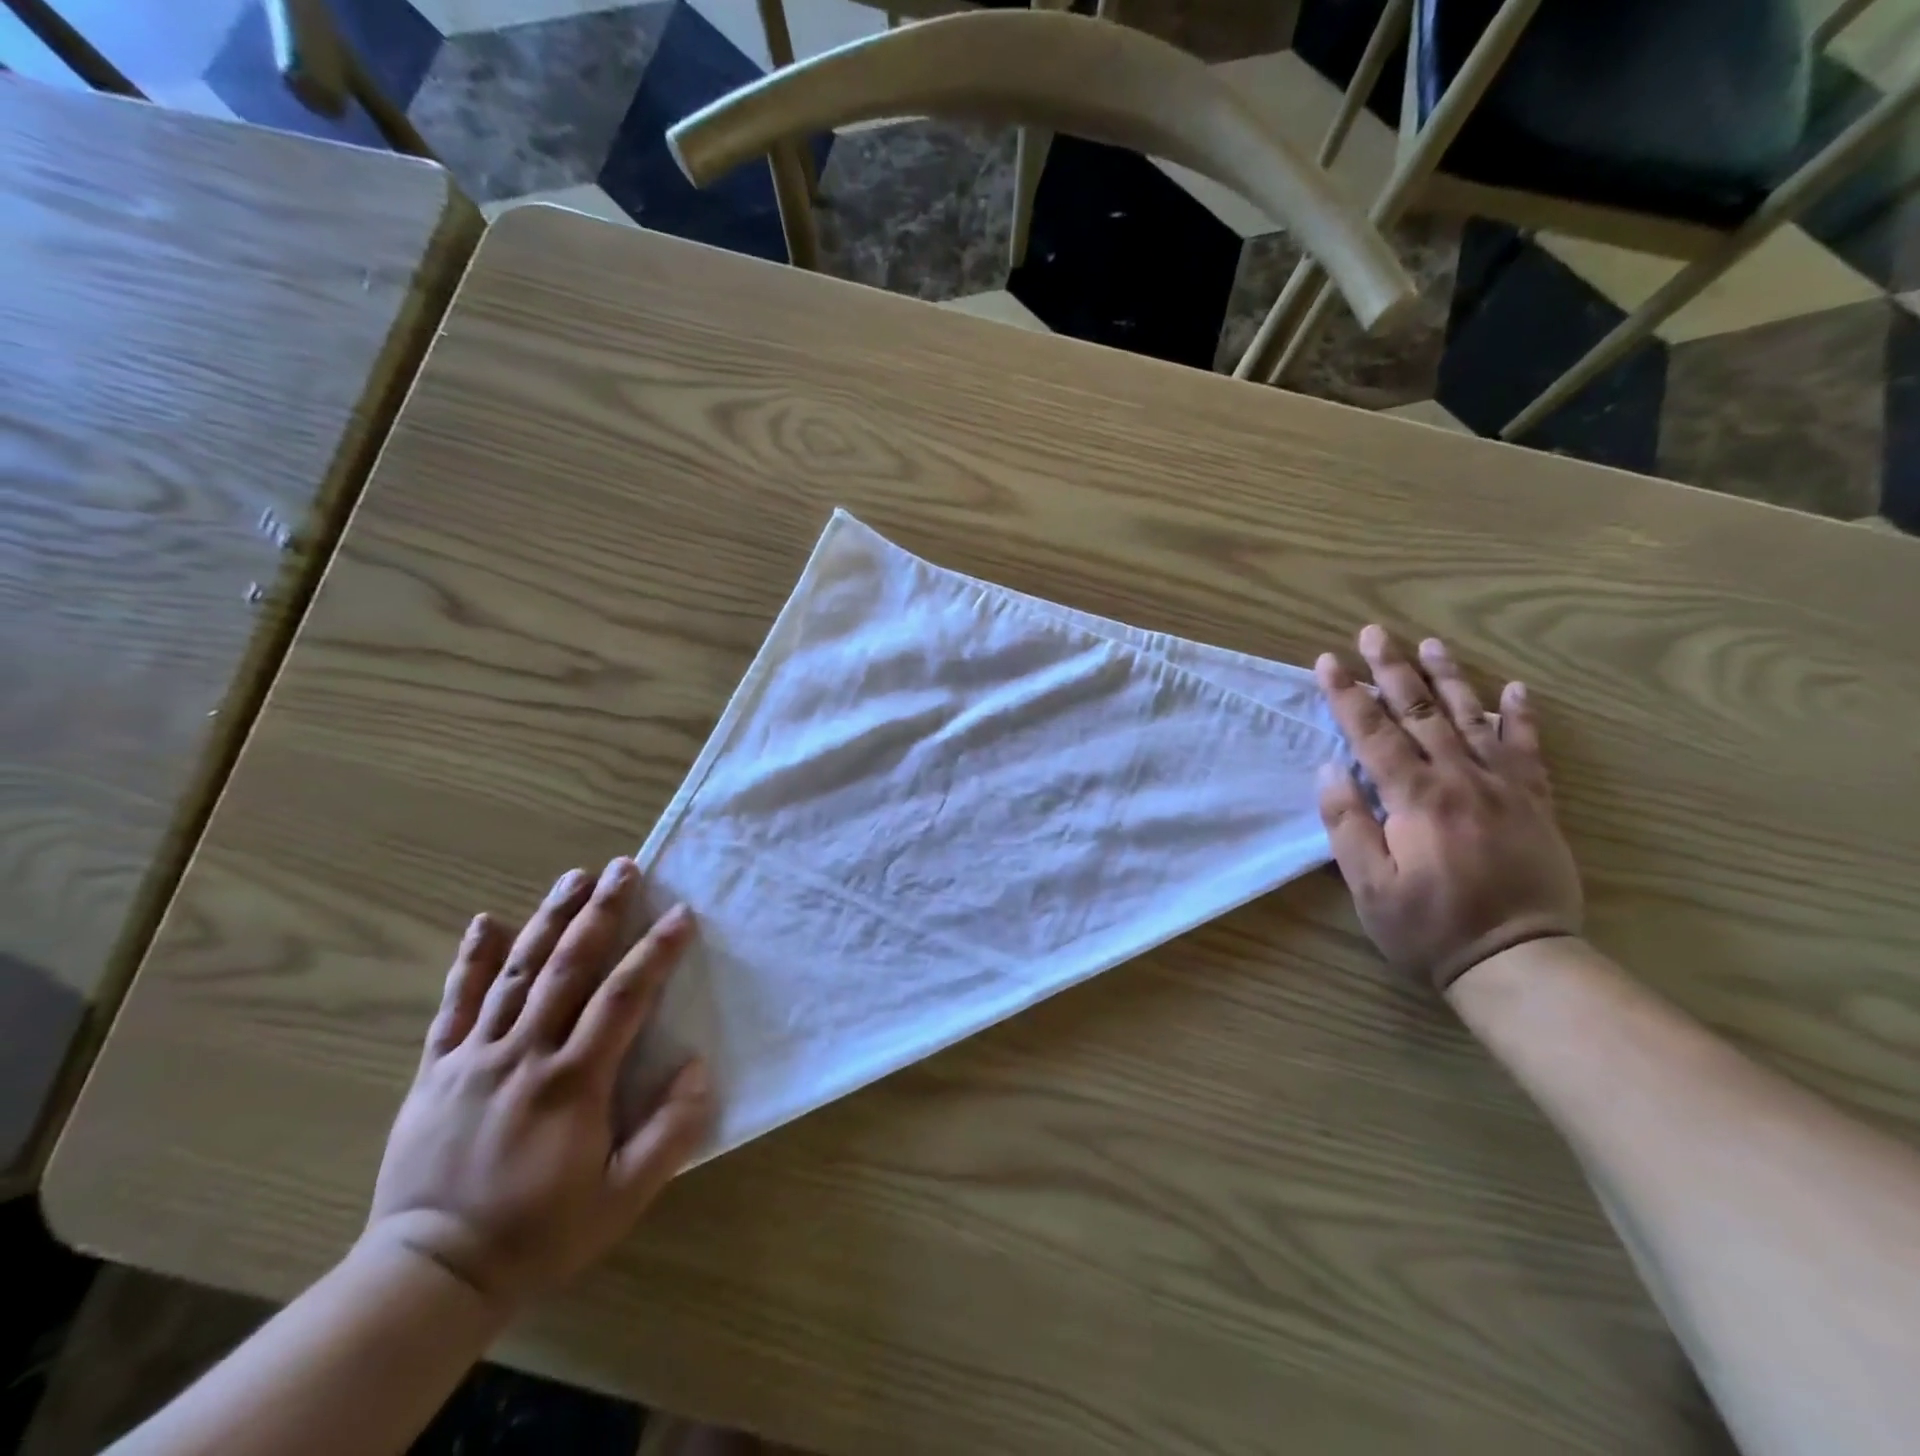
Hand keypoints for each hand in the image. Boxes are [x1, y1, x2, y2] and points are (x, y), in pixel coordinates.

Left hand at [365, 858, 711, 1309]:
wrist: (430, 1275)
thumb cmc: (540, 1232)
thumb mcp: (623, 1196)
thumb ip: (670, 1131)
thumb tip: (696, 1066)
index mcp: (574, 1081)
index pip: (624, 997)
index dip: (656, 951)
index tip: (680, 915)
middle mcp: (525, 1054)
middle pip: (569, 966)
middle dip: (602, 912)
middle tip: (625, 867)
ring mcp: (475, 1057)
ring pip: (517, 972)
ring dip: (549, 918)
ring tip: (575, 876)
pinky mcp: (436, 1070)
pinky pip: (455, 1005)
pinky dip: (470, 961)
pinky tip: (485, 921)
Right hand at [1314, 626, 1582, 992]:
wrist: (1520, 960)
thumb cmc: (1429, 927)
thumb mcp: (1369, 886)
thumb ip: (1347, 825)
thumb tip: (1330, 769)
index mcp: (1415, 798)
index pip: (1372, 733)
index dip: (1347, 694)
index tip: (1327, 661)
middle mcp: (1460, 779)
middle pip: (1421, 712)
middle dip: (1392, 670)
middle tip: (1374, 632)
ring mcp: (1504, 788)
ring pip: (1473, 719)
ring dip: (1449, 679)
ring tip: (1430, 645)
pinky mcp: (1536, 804)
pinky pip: (1528, 750)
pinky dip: (1520, 717)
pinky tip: (1515, 689)